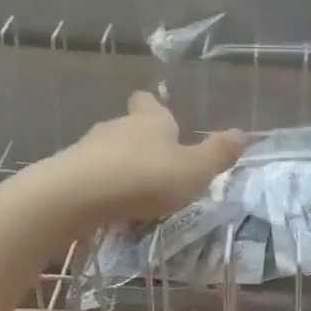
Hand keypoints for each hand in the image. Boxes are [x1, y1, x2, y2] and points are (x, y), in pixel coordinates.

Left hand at [36, 92, 246, 229]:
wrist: (75, 196)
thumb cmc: (144, 177)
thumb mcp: (193, 170)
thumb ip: (217, 154)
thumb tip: (243, 133)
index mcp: (149, 120)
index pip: (149, 103)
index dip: (153, 107)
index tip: (159, 115)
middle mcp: (117, 127)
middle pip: (128, 127)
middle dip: (140, 143)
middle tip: (156, 165)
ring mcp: (87, 149)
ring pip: (107, 152)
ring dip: (119, 167)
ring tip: (134, 193)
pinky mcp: (67, 174)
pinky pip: (89, 176)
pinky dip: (100, 188)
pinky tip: (108, 207)